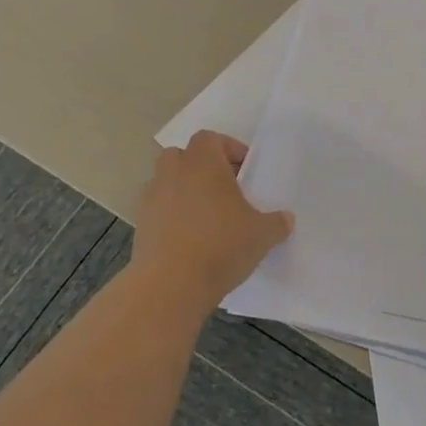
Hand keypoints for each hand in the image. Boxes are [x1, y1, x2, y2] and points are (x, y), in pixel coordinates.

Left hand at [133, 132, 293, 313]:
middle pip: (183, 156)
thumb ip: (276, 222)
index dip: (229, 149)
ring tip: (208, 217)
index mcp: (203, 163)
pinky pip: (159, 210)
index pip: (210, 138)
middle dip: (202, 167)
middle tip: (225, 189)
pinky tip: (191, 239)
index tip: (245, 170)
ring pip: (167, 183)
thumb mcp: (262, 234)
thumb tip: (286, 219)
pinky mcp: (140, 226)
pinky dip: (172, 217)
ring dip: (185, 192)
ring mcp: (151, 199)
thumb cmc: (221, 246)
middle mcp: (173, 173)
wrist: (170, 286)